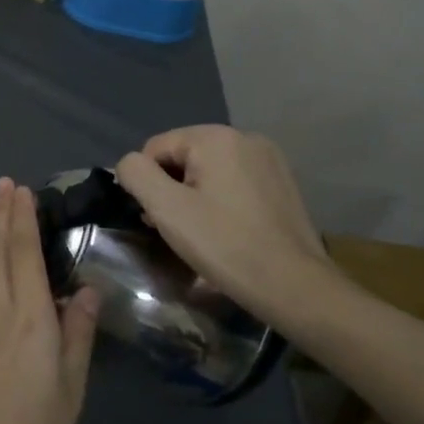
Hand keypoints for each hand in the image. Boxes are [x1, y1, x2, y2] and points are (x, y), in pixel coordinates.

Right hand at [115, 125, 333, 325]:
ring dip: (193, 196)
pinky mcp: (282, 183)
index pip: (156, 148)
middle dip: (171, 189)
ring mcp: (269, 160)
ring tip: (199, 233)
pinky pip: (234, 181)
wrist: (294, 286)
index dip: (147, 183)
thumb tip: (129, 165)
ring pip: (209, 170)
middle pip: (183, 157)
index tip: (156, 218)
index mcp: (216, 137)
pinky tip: (226, 230)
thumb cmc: (224, 244)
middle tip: (174, 228)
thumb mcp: (166, 209)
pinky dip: (220, 200)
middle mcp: (245, 137)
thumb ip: (136, 174)